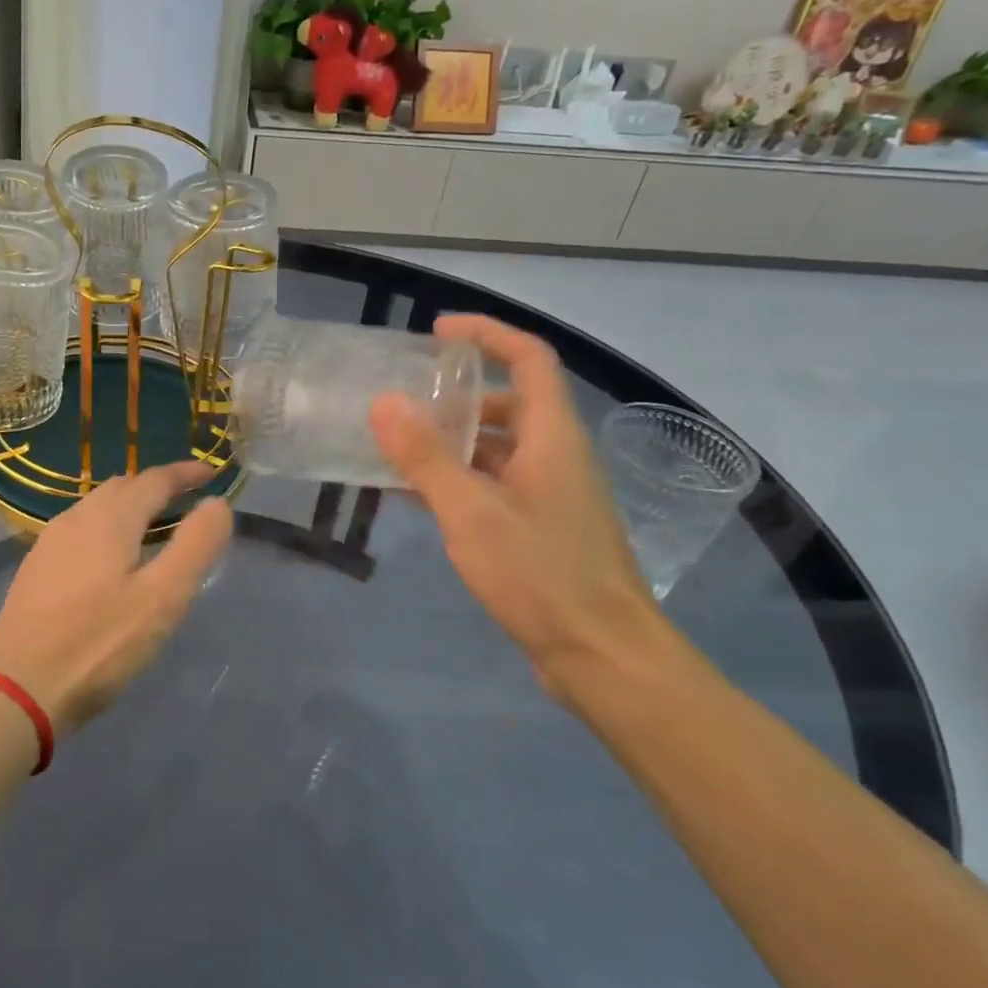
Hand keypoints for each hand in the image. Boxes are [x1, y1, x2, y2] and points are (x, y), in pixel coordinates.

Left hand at [0, 461, 232, 734]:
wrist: (16, 688)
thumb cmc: (98, 644)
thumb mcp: (162, 598)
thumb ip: (195, 546)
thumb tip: (216, 504)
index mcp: (109, 518)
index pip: (154, 479)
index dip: (185, 473)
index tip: (211, 473)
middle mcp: (76, 518)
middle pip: (122, 488)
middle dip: (157, 488)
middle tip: (186, 503)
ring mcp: (50, 542)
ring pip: (97, 508)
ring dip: (130, 508)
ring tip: (154, 530)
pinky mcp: (36, 569)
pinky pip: (80, 531)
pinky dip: (107, 529)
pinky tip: (112, 561)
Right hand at [370, 315, 661, 697]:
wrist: (603, 655)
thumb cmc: (541, 575)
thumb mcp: (472, 512)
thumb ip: (426, 457)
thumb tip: (384, 402)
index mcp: (553, 437)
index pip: (528, 358)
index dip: (487, 334)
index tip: (437, 333)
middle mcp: (558, 455)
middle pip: (510, 403)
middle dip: (459, 395)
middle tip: (406, 401)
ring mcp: (553, 494)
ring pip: (500, 448)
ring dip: (454, 441)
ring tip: (400, 448)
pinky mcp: (543, 527)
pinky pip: (497, 484)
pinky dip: (460, 479)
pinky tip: (420, 496)